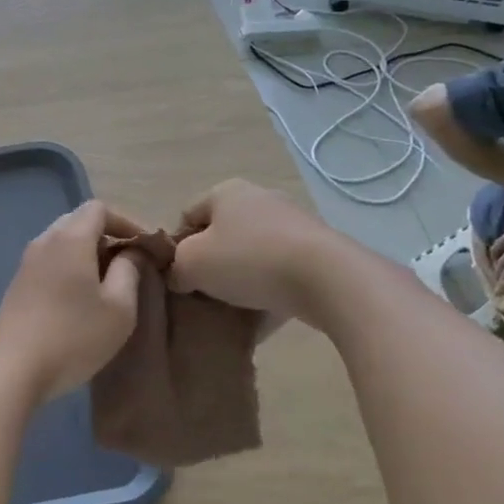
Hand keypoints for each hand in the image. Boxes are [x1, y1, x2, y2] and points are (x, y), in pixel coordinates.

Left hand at [0, 201, 140, 399]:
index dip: (127, 222)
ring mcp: (27, 262)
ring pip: (62, 242)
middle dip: (107, 236)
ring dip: (87, 254)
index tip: (145, 249)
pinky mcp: (17, 284)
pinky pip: (50, 261)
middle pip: (78, 221)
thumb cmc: (73, 336)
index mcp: (71, 238)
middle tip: (130, 265)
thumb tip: (132, 251)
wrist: (11, 368)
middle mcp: (45, 241)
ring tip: (108, 284)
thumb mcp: (119, 308)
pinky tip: (80, 299)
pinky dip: (70, 267)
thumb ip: (130, 271)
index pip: (99, 208)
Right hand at [168, 178, 323, 317]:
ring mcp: (292, 222)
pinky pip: (281, 269)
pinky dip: (270, 286)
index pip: (188, 216)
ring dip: (241, 276)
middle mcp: (259, 198)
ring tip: (234, 307)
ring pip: (252, 252)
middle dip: (211, 262)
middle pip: (222, 234)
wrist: (327, 278)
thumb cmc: (248, 260)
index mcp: (226, 191)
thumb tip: (180, 277)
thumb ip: (176, 268)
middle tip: (203, 292)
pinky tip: (264, 311)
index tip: (180, 275)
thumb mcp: (192, 264)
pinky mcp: (317, 249)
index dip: (177, 246)